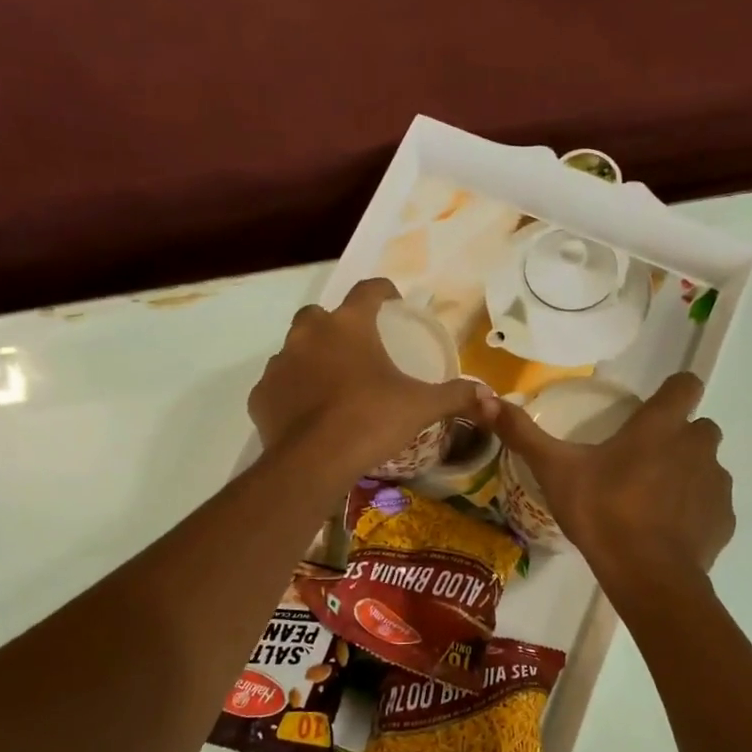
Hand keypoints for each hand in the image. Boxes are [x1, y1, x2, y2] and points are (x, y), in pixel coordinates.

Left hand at [249, 278, 494, 479]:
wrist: (314, 462)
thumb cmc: (372, 421)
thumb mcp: (421, 407)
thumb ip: (456, 396)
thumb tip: (490, 396)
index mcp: (349, 325)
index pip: (367, 289)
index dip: (383, 291)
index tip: (394, 302)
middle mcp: (309, 334)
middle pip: (322, 315)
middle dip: (338, 326)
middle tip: (359, 350)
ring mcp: (279, 363)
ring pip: (296, 349)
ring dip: (313, 359)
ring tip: (333, 385)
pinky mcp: (261, 394)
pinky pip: (279, 384)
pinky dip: (292, 392)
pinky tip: (308, 413)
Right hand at [494, 372, 733, 581]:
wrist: (648, 576)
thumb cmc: (603, 512)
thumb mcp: (555, 471)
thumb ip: (523, 434)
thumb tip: (485, 399)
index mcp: (661, 426)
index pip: (685, 384)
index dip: (673, 391)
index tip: (653, 408)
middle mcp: (697, 446)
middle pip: (699, 427)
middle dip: (678, 438)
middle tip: (643, 461)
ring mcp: (716, 483)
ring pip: (707, 466)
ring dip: (687, 474)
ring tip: (653, 501)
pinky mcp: (724, 519)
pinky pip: (711, 504)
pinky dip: (695, 511)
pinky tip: (668, 531)